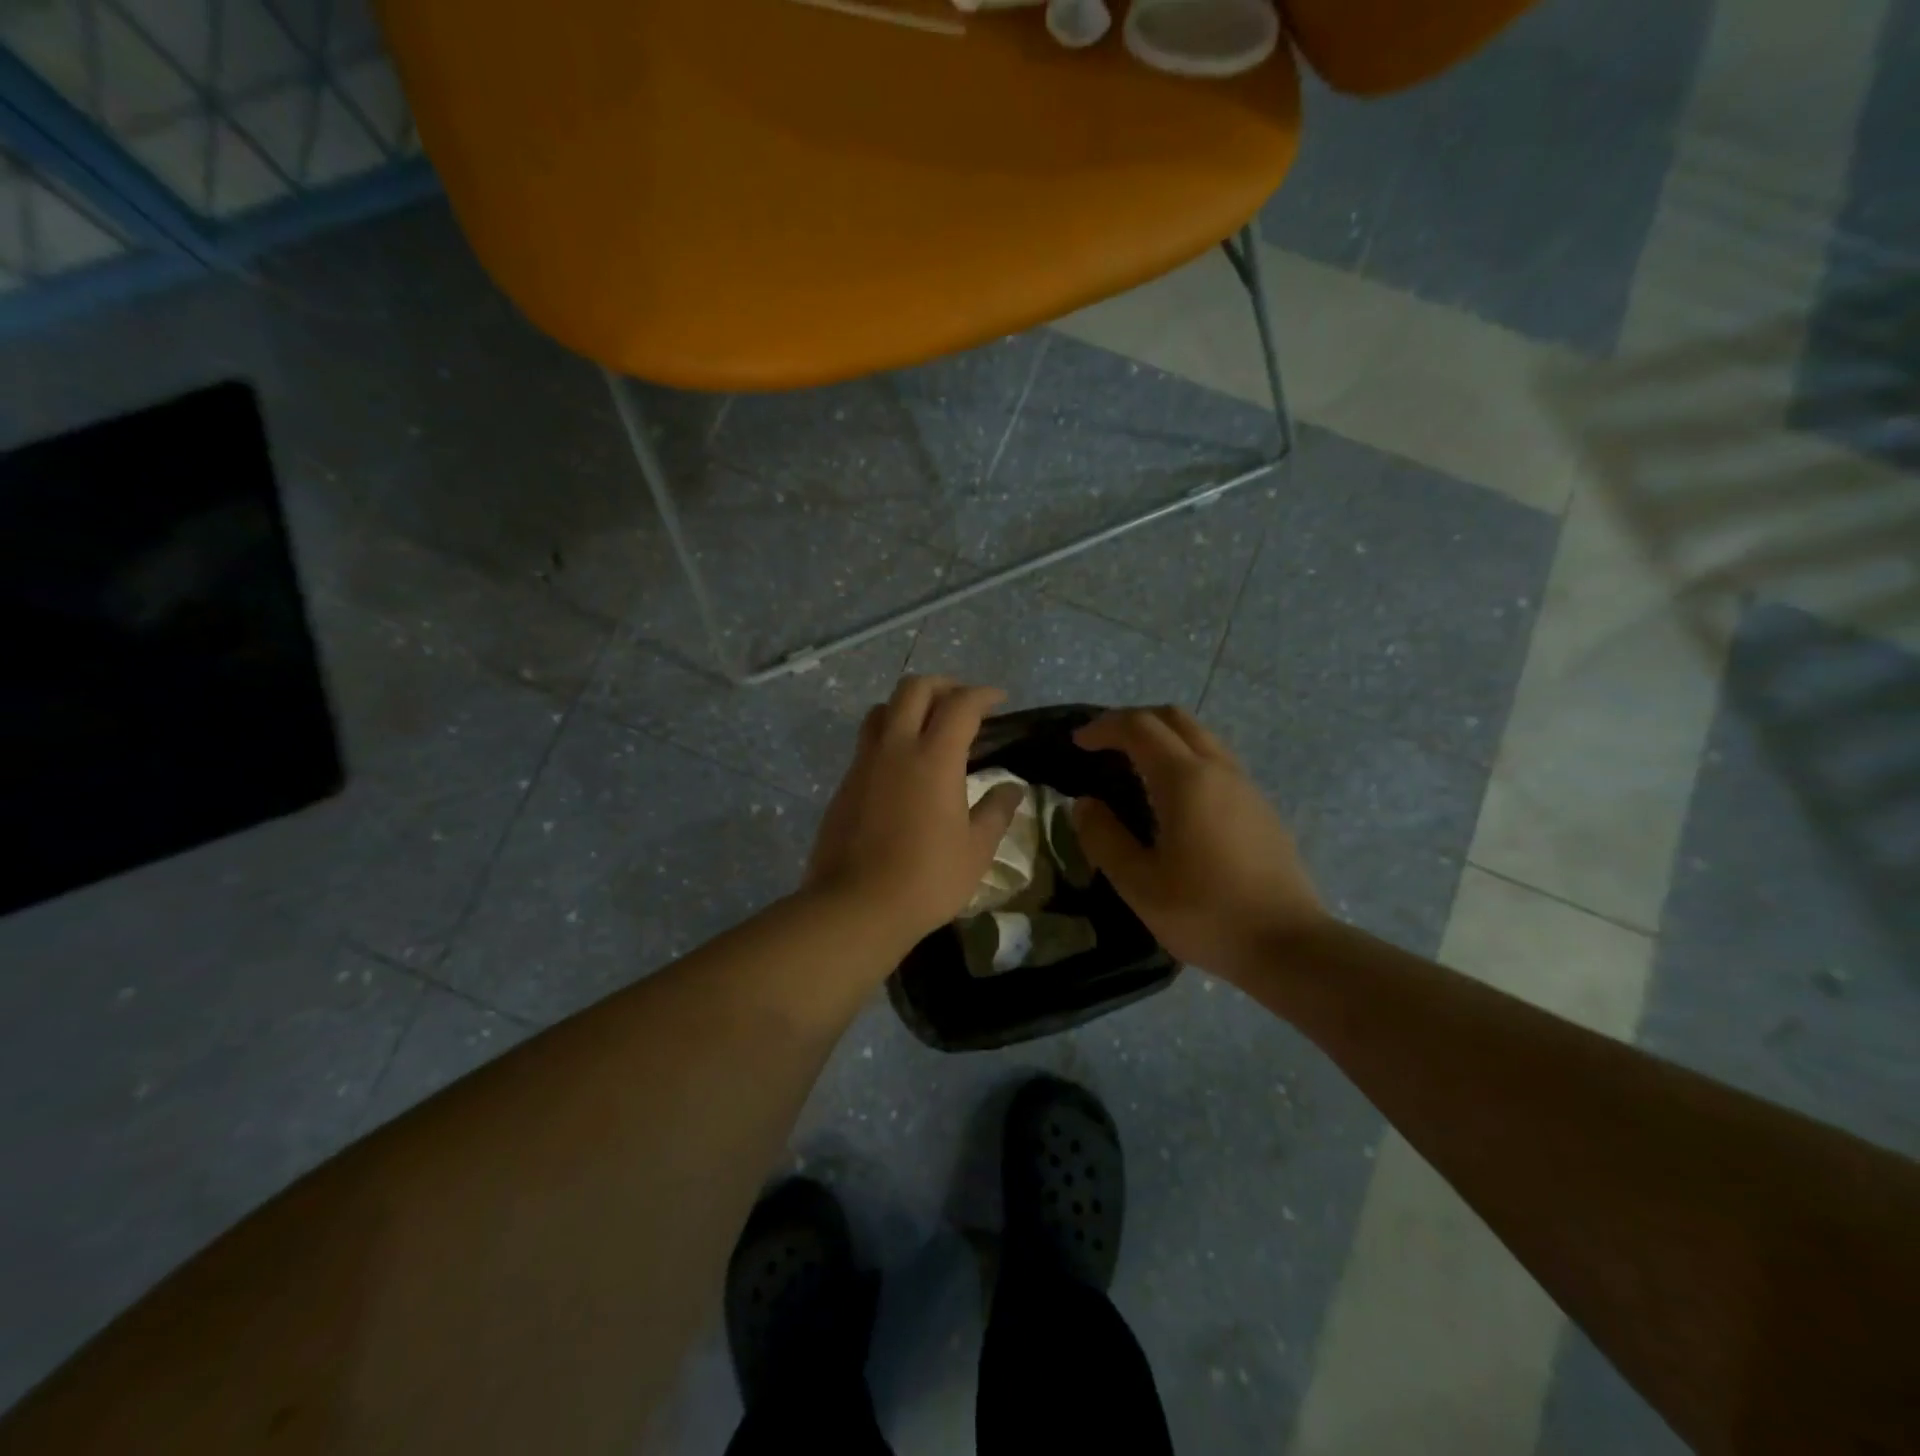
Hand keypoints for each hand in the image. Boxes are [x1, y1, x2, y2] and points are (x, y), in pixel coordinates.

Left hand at [807, 676, 1025, 949]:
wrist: (856, 906)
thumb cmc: (927, 879)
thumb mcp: (975, 850)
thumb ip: (996, 812)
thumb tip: (1011, 788)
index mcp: (934, 757)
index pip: (960, 705)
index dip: (983, 695)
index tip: (999, 700)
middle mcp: (895, 748)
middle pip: (914, 689)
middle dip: (943, 685)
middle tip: (963, 704)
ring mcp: (864, 763)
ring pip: (883, 709)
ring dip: (908, 705)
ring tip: (928, 727)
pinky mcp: (844, 783)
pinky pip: (867, 741)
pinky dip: (889, 735)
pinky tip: (903, 765)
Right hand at [1071, 707, 1325, 980]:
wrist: (1289, 946)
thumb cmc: (1206, 914)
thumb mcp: (1139, 884)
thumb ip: (1104, 838)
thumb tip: (1084, 805)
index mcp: (1186, 780)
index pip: (1139, 727)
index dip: (1103, 727)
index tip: (1078, 742)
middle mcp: (1218, 770)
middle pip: (1174, 718)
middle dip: (1134, 720)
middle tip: (1104, 743)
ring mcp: (1245, 786)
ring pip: (1200, 736)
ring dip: (1163, 737)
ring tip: (1134, 766)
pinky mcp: (1260, 807)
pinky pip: (1217, 761)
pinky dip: (1185, 758)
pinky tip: (1174, 797)